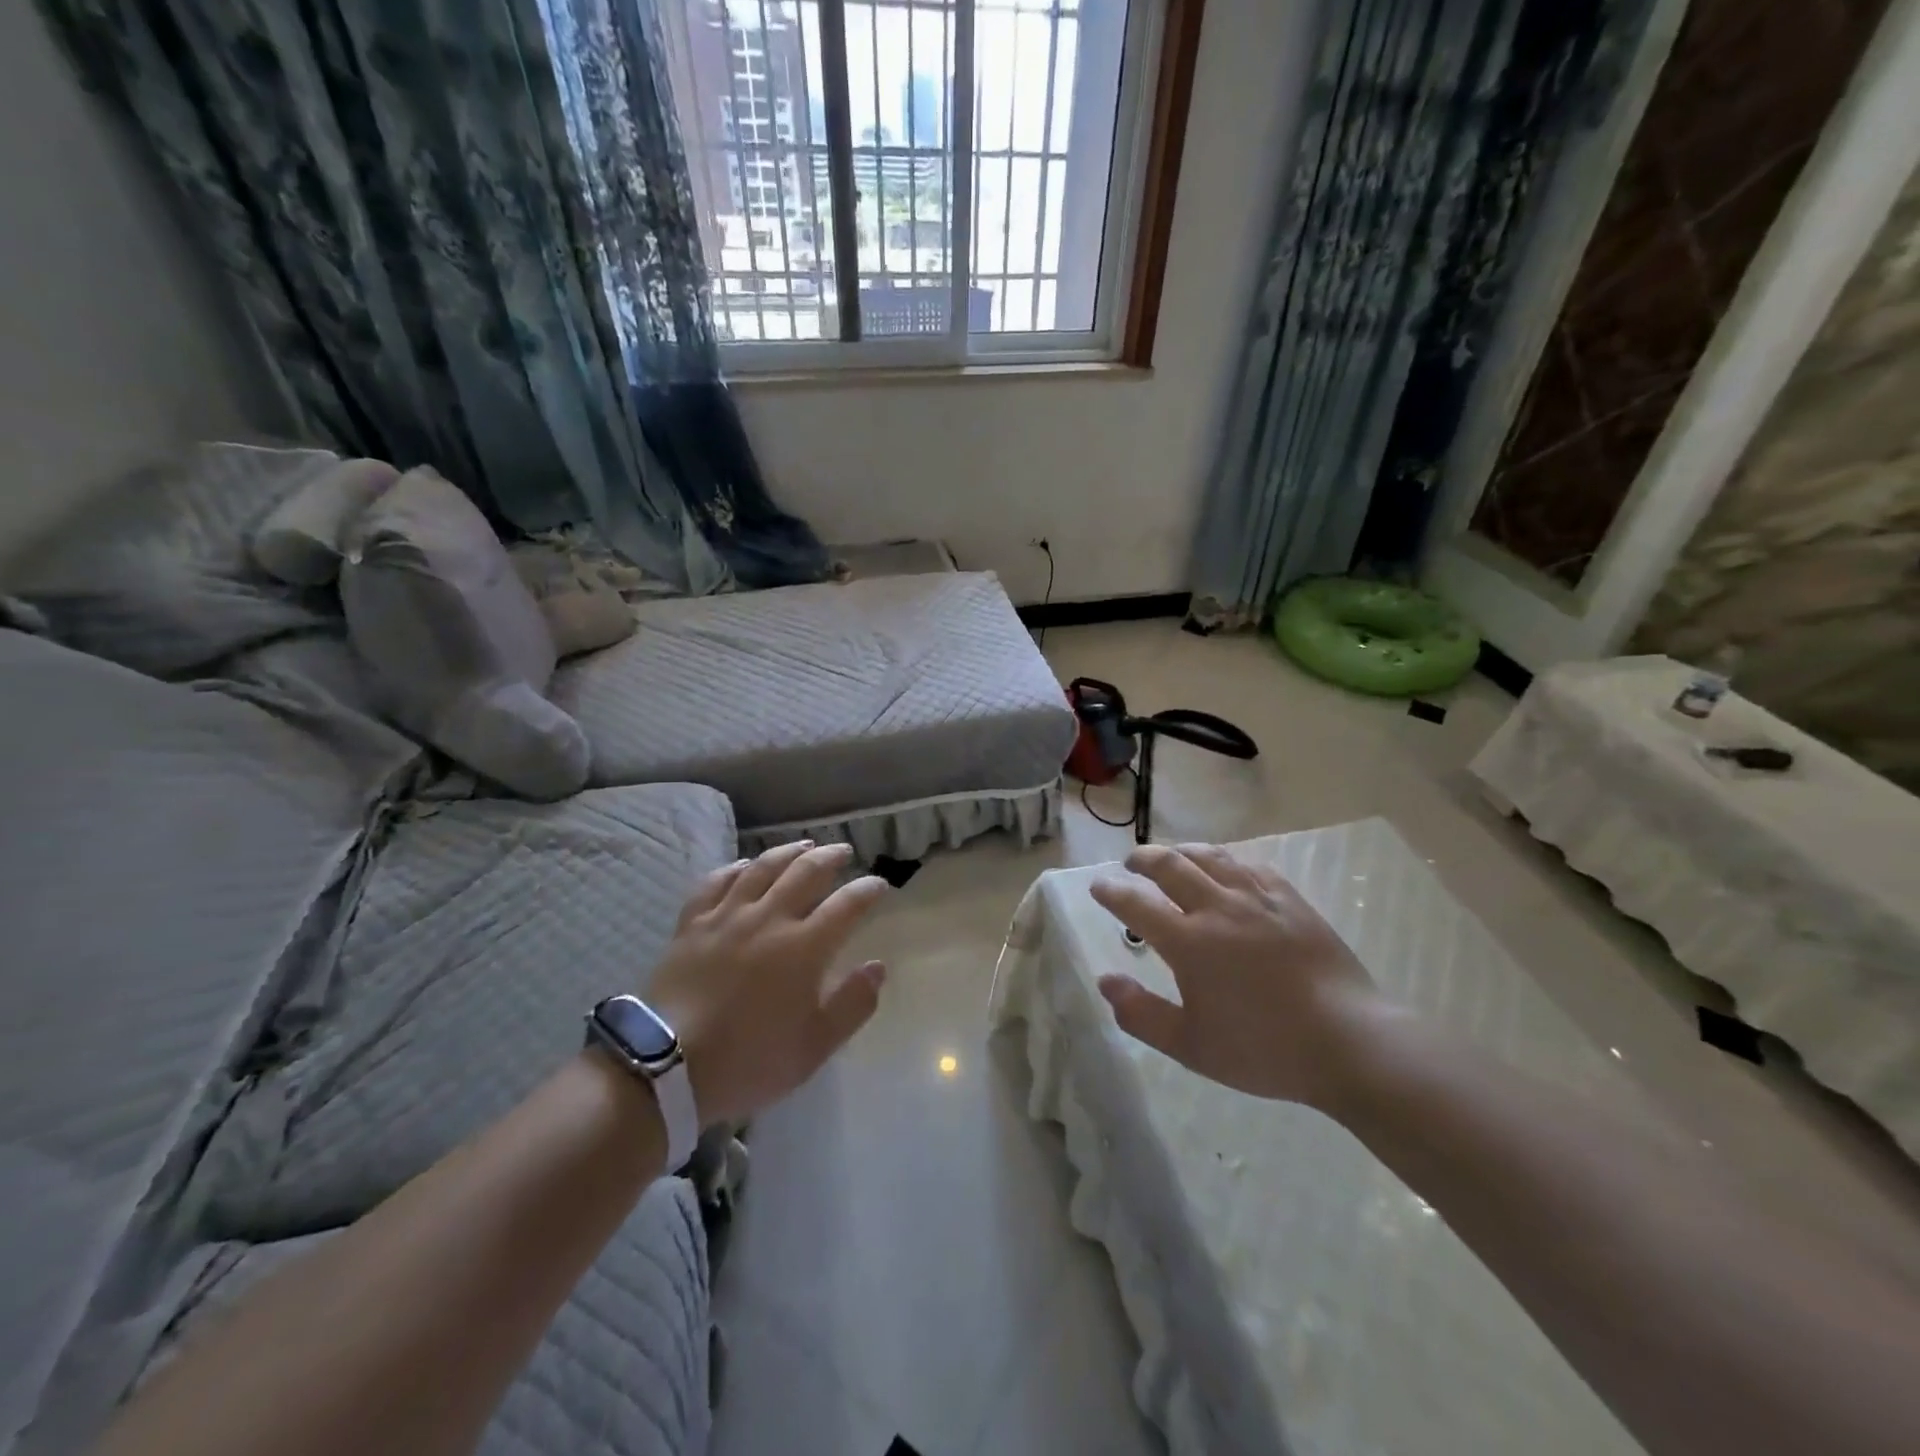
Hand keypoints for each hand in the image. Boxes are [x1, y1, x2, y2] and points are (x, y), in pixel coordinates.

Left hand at [646, 841, 888, 1127]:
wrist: (665, 1066)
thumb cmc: (748, 1059)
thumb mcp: (814, 1047)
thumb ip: (852, 1005)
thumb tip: (877, 967)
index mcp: (805, 947)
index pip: (847, 905)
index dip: (868, 890)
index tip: (880, 885)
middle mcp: (769, 919)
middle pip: (806, 872)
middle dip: (831, 857)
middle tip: (843, 852)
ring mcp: (727, 916)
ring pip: (762, 868)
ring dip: (788, 852)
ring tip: (803, 846)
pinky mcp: (692, 923)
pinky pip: (716, 882)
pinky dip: (735, 868)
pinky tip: (744, 865)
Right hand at [1089, 843, 1392, 1108]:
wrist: (1350, 1043)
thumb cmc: (1265, 1049)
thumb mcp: (1191, 1046)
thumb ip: (1141, 1014)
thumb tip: (1106, 981)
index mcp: (1189, 941)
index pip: (1136, 903)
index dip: (1111, 891)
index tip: (1098, 886)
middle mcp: (1218, 907)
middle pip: (1170, 865)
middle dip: (1142, 859)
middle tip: (1131, 864)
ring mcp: (1258, 899)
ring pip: (1210, 856)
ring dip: (1182, 851)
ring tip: (1172, 856)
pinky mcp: (1291, 900)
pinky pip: (1250, 866)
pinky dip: (1226, 862)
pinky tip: (1227, 870)